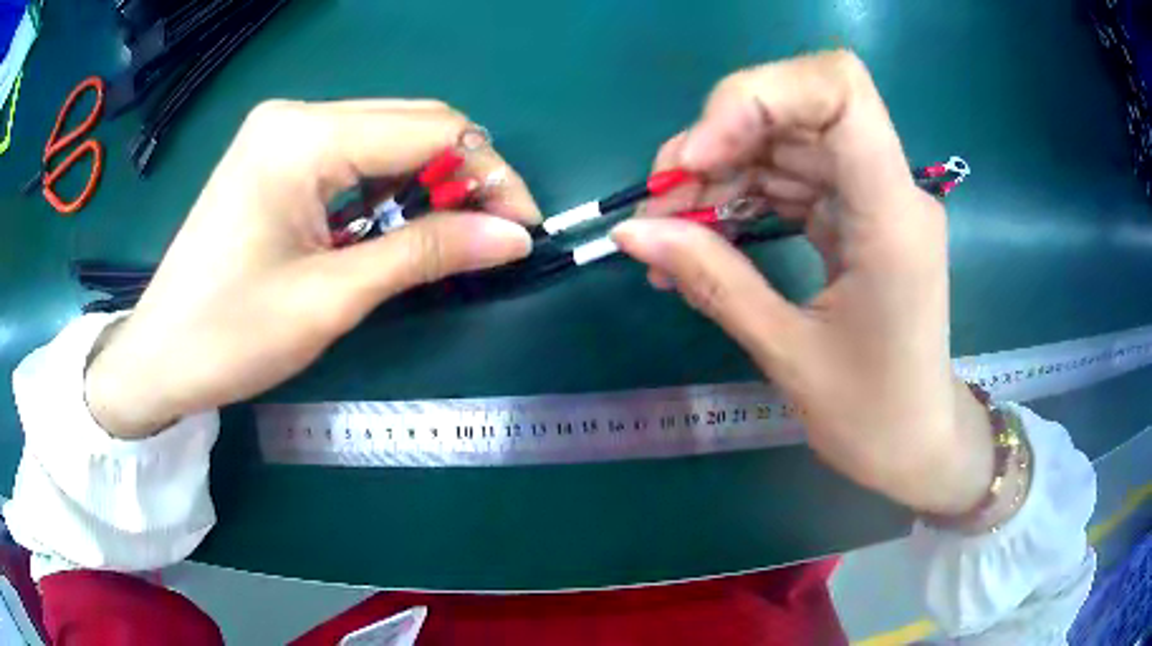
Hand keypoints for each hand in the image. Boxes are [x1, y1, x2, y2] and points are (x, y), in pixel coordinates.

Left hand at [86, 100, 539, 437]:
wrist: (159, 356)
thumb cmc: (230, 335)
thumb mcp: (332, 298)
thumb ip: (424, 254)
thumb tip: (513, 238)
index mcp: (304, 136)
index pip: (430, 131)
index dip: (489, 175)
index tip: (523, 228)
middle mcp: (297, 115)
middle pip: (413, 122)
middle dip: (463, 175)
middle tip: (490, 235)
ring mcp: (283, 131)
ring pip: (387, 136)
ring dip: (427, 182)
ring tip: (442, 237)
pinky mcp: (276, 155)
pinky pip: (354, 154)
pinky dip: (388, 187)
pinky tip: (389, 225)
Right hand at [612, 51, 992, 514]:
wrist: (917, 445)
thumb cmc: (871, 417)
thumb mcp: (788, 353)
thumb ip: (712, 279)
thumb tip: (630, 232)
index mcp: (892, 215)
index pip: (838, 88)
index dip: (757, 97)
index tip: (699, 158)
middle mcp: (890, 188)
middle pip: (796, 112)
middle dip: (718, 143)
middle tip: (660, 206)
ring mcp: (875, 199)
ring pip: (785, 143)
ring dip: (720, 174)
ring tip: (670, 233)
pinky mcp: (860, 217)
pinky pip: (793, 180)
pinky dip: (742, 198)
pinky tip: (704, 237)